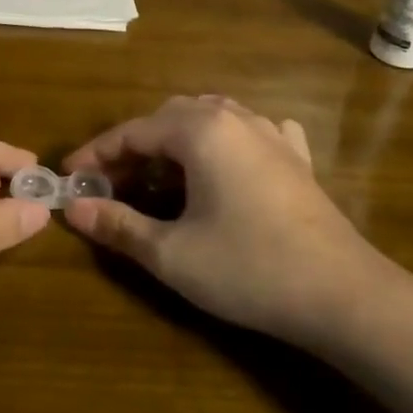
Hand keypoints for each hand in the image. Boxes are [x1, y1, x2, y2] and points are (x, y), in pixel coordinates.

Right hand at [63, 95, 389, 343]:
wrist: (343, 295)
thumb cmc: (248, 268)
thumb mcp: (171, 253)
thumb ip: (117, 225)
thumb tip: (74, 209)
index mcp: (199, 131)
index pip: (132, 132)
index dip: (96, 153)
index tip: (69, 177)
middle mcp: (234, 119)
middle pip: (169, 118)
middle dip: (134, 147)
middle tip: (112, 183)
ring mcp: (271, 135)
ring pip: (210, 117)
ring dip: (177, 140)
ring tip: (160, 174)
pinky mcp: (296, 159)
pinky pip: (253, 132)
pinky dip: (228, 141)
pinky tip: (231, 160)